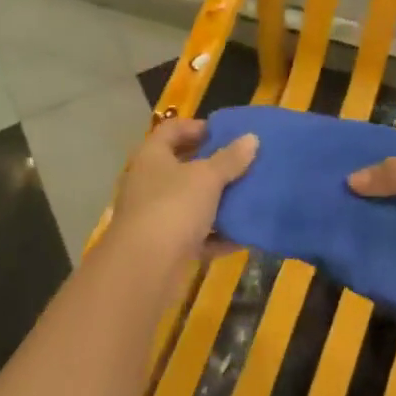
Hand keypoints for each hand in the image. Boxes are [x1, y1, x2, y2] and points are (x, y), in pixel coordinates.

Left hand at [108, 118, 256, 265]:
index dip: (199, 127)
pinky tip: (241, 237)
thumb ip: (230, 159)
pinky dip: (216, 236)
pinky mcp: (163, 246)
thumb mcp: (207, 178)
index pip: (172, 129)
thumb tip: (251, 138)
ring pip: (190, 202)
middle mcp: (148, 182)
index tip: (228, 134)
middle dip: (213, 166)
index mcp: (152, 156)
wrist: (144, 268)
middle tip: (244, 165)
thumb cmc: (173, 207)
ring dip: (217, 202)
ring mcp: (154, 215)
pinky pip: (194, 235)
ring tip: (248, 198)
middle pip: (182, 166)